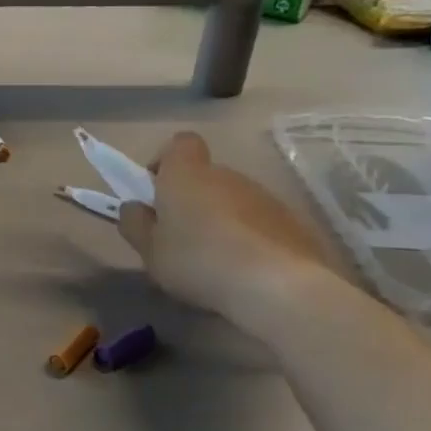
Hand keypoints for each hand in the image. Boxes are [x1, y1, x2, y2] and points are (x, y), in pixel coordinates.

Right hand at [117, 132, 334, 322]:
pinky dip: (252, 239)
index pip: (181, 143)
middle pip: (206, 177)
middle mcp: (228, 176)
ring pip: (235, 201)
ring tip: (216, 261)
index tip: (157, 188)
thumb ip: (135, 224)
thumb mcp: (149, 250)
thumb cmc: (198, 260)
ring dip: (223, 220)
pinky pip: (262, 224)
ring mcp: (266, 198)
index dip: (167, 160)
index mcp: (187, 174)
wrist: (279, 287)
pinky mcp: (295, 224)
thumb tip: (135, 208)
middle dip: (193, 199)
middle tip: (181, 237)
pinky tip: (247, 271)